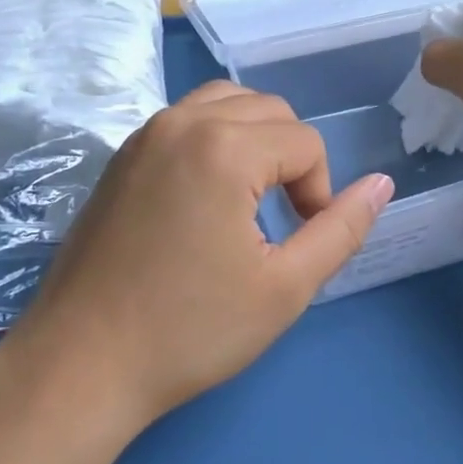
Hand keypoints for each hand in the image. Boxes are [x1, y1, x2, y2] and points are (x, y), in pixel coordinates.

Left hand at [0, 81, 393, 432]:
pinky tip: (207, 194)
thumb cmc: (189, 331)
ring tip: (249, 199)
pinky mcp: (124, 151)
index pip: (305, 142)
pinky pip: (188, 117)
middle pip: (270, 110)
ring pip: (227, 102)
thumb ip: (341, 230)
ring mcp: (147, 131)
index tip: (298, 241)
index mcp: (224, 146)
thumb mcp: (284, 288)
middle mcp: (184, 120)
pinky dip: (215, 137)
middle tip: (280, 221)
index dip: (318, 192)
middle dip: (291, 159)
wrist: (81, 362)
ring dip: (255, 138)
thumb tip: (381, 184)